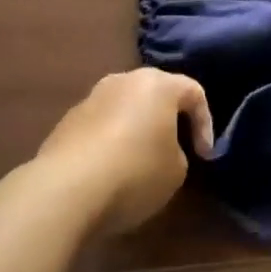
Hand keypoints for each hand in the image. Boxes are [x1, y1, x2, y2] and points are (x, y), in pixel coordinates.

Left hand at [35, 69, 214, 234]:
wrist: (65, 190)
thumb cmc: (135, 173)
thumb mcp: (176, 171)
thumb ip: (178, 152)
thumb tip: (161, 150)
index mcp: (157, 84)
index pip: (194, 92)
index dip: (205, 124)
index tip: (204, 157)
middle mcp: (123, 81)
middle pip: (155, 94)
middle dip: (169, 120)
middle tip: (176, 150)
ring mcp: (90, 99)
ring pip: (125, 109)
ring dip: (136, 130)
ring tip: (140, 162)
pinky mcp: (66, 122)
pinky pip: (100, 127)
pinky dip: (111, 142)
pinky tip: (110, 171)